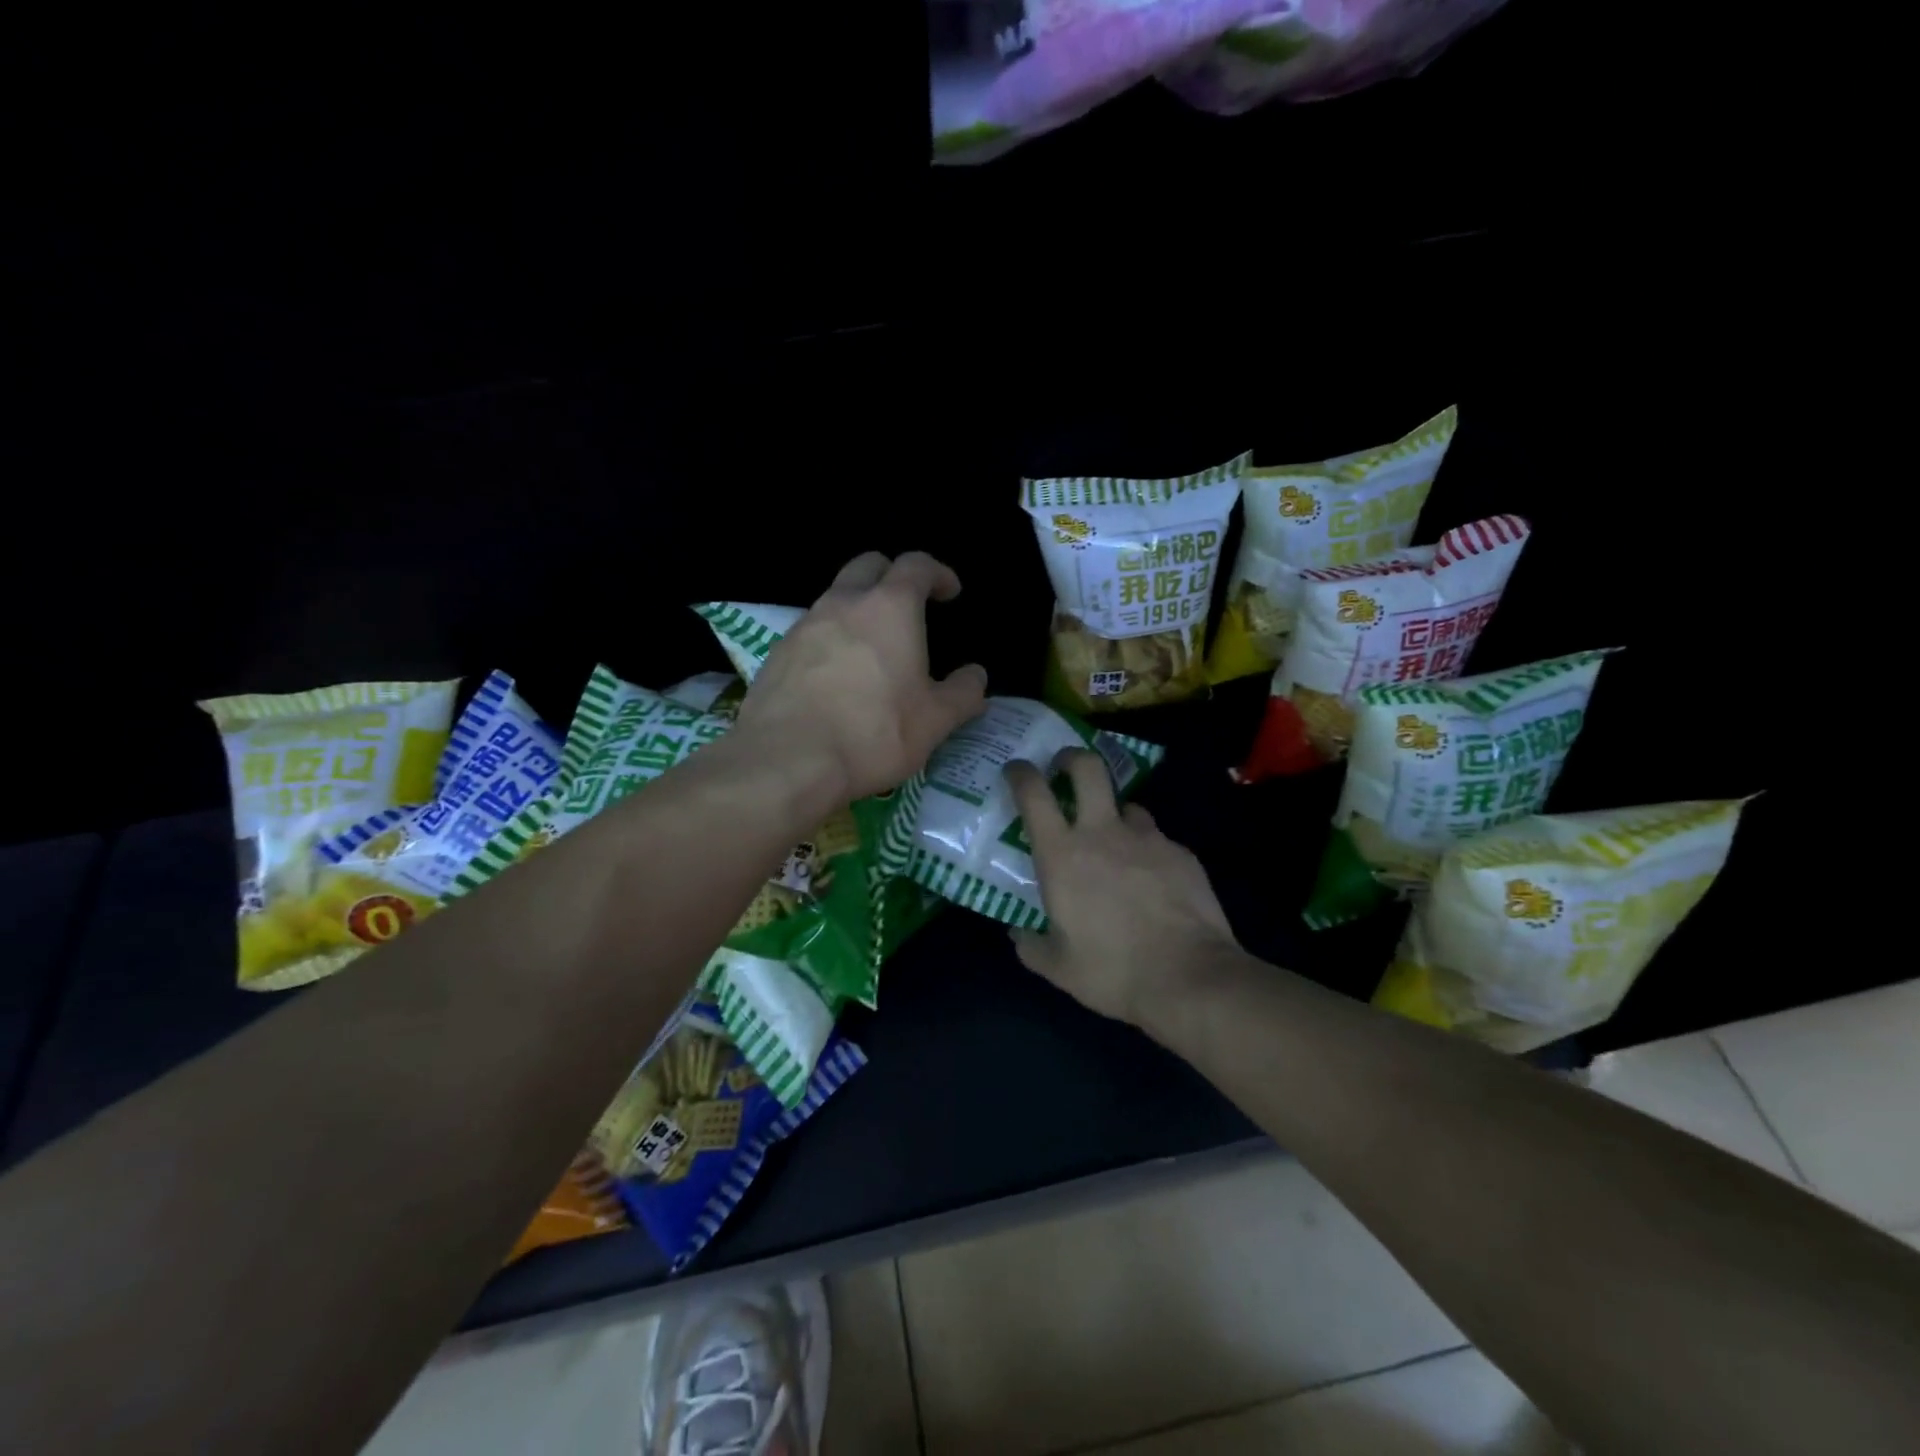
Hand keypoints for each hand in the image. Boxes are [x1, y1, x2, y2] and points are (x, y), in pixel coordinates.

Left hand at [736, 551, 987, 804]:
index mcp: (890, 608)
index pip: (916, 565)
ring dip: (858, 609)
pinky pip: (811, 632)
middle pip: (869, 566)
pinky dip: (831, 640)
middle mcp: (844, 603)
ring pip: (835, 598)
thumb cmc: (874, 733)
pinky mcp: (777, 653)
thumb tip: (975, 676)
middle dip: (892, 576)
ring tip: (873, 649)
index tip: (950, 592)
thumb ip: (963, 693)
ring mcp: (804, 625)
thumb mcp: (935, 721)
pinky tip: (837, 677)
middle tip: (909, 606)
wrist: (787, 760)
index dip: (938, 573)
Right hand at [1006, 750, 1239, 1028]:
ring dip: (1114, 815)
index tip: (1016, 769)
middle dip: (1071, 758)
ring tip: (1116, 842)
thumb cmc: (1112, 971)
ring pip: (1127, 805)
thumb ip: (1031, 945)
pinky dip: (1148, 851)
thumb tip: (1018, 933)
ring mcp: (1147, 838)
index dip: (1020, 773)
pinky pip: (1157, 840)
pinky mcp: (1182, 852)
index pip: (1033, 793)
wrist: (1189, 978)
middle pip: (1087, 767)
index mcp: (1062, 854)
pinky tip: (1153, 881)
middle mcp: (1102, 832)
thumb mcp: (1057, 968)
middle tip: (1064, 769)